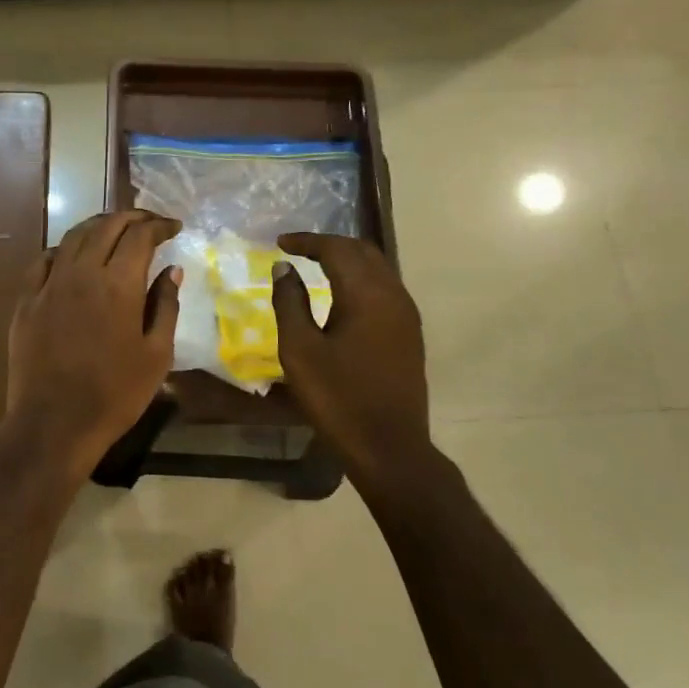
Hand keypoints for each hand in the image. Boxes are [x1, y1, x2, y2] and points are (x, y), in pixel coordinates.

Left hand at [3, 211, 181, 472]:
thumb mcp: (156, 355)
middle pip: (106, 226)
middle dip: (131, 217)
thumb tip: (172, 270)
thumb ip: (166, 306)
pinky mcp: (26, 301)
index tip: (174, 228)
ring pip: (73, 237)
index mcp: (119, 284)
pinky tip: (72, 256)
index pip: (140, 235)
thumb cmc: (115, 394)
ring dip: (98, 226)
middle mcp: (82, 273)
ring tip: (114, 231)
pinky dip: (64, 249)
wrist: (54, 423)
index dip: (159, 225)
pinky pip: (44, 260)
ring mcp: (49, 284)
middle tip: (148, 223)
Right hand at [271, 233, 434, 480]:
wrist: (389, 446)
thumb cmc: (337, 398)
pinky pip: (385, 288)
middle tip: (298, 250)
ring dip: (347, 260)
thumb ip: (289, 302)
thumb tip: (284, 268)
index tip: (279, 243)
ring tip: (317, 266)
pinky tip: (342, 295)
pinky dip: (361, 279)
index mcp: (366, 294)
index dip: (306, 241)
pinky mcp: (409, 333)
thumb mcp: (300, 350)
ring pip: (378, 268)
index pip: (336, 249)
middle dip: (329, 245)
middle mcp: (393, 294)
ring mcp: (406, 314)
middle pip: (362, 251)